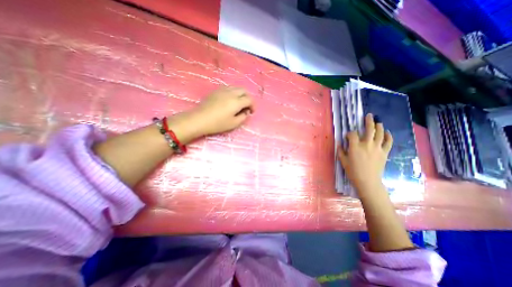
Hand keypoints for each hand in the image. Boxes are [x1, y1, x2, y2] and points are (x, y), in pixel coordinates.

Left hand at [191, 85, 254, 135]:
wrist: (200, 119)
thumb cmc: (218, 123)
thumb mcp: (234, 123)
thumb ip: (243, 117)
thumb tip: (246, 111)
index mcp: (237, 102)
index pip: (249, 99)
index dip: (253, 105)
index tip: (251, 112)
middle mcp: (231, 93)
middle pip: (244, 90)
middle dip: (248, 98)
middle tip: (247, 106)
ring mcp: (223, 90)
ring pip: (236, 88)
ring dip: (241, 94)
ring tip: (239, 103)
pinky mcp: (216, 91)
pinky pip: (229, 88)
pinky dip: (233, 93)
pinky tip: (230, 100)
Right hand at [339, 114, 392, 195]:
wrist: (367, 181)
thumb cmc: (352, 171)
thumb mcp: (342, 161)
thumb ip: (340, 150)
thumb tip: (339, 143)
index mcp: (355, 146)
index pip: (352, 134)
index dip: (349, 133)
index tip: (347, 136)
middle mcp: (366, 144)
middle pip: (369, 129)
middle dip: (368, 121)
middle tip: (368, 115)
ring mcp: (377, 148)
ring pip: (380, 133)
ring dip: (379, 126)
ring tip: (378, 122)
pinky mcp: (384, 152)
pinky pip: (388, 142)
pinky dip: (388, 136)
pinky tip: (387, 132)